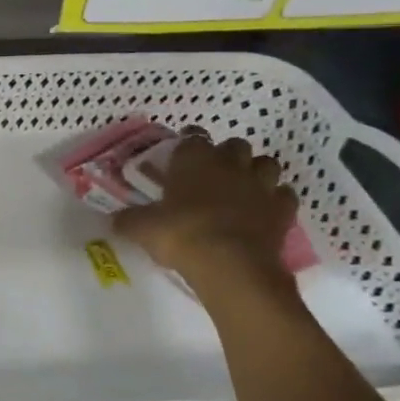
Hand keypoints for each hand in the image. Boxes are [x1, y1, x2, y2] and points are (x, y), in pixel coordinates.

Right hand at [114, 132, 297, 291]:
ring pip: (266, 164)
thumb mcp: (140, 227)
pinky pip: (283, 195)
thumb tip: (115, 219)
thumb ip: (128, 219)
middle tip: (211, 174)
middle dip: (226, 155)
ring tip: (241, 188)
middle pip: (235, 145)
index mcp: (194, 159)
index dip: (187, 143)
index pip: (192, 136)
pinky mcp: (283, 209)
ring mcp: (261, 185)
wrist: (230, 264)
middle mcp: (230, 164)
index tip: (179, 155)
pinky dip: (274, 199)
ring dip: (255, 172)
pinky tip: (262, 211)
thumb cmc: (180, 234)